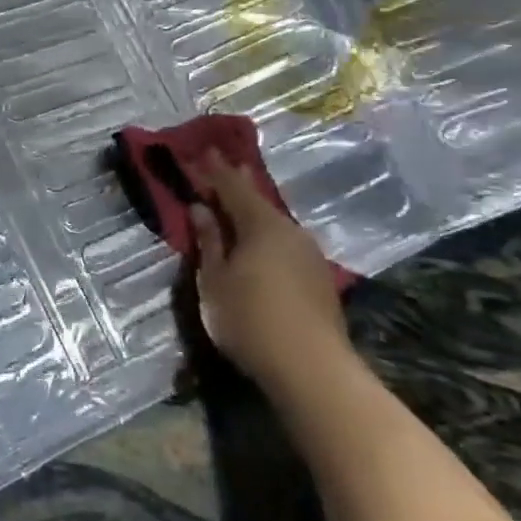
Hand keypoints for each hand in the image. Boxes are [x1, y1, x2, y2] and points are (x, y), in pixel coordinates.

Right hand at [186, 152, 352, 388]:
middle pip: (258, 201)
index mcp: (261, 224)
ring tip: (237, 207)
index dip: (215, 170)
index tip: (202, 151)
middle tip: (223, 166)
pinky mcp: (319, 279)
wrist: (312, 370)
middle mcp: (290, 231)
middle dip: (238, 185)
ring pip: (275, 224)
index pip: (233, 186)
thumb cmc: (250, 320)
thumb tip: (200, 209)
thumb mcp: (214, 281)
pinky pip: (285, 244)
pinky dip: (267, 237)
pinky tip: (260, 247)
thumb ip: (208, 242)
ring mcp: (309, 255)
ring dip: (254, 214)